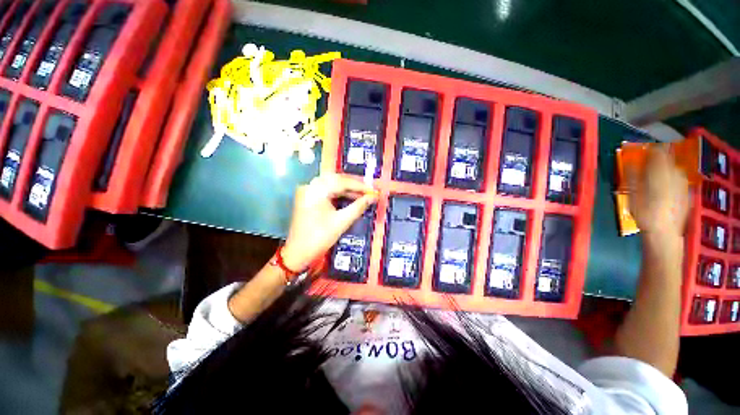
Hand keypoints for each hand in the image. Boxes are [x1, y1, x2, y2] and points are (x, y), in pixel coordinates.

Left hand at [282, 174, 377, 270]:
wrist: (298, 253)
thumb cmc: (319, 238)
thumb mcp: (342, 222)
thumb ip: (358, 207)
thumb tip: (373, 197)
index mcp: (316, 191)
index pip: (342, 182)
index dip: (360, 186)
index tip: (373, 191)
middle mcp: (310, 186)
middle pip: (337, 179)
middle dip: (354, 185)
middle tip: (369, 191)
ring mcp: (308, 191)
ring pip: (332, 184)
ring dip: (348, 189)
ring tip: (363, 195)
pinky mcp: (309, 197)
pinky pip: (327, 190)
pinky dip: (340, 193)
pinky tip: (351, 197)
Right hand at [627, 144, 688, 239]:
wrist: (665, 233)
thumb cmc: (644, 212)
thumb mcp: (632, 194)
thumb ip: (633, 175)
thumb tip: (631, 162)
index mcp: (661, 170)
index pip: (658, 151)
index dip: (649, 150)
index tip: (641, 153)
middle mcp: (675, 173)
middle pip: (668, 159)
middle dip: (657, 161)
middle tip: (645, 167)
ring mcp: (684, 183)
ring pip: (674, 169)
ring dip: (664, 170)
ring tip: (654, 179)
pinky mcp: (687, 192)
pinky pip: (678, 180)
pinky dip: (670, 180)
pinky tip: (663, 190)